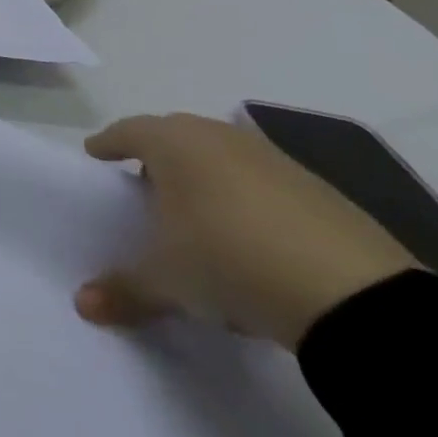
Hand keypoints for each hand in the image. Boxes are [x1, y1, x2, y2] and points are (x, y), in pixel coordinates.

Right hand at [75, 114, 418, 349]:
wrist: (353, 296)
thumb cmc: (229, 260)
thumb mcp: (168, 281)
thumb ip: (123, 289)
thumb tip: (83, 305)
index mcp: (173, 143)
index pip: (127, 131)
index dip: (108, 144)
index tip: (96, 155)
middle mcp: (218, 137)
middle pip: (175, 137)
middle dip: (156, 158)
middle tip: (144, 187)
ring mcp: (272, 159)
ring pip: (222, 157)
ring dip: (204, 178)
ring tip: (197, 217)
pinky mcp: (318, 189)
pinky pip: (263, 183)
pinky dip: (247, 200)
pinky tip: (251, 239)